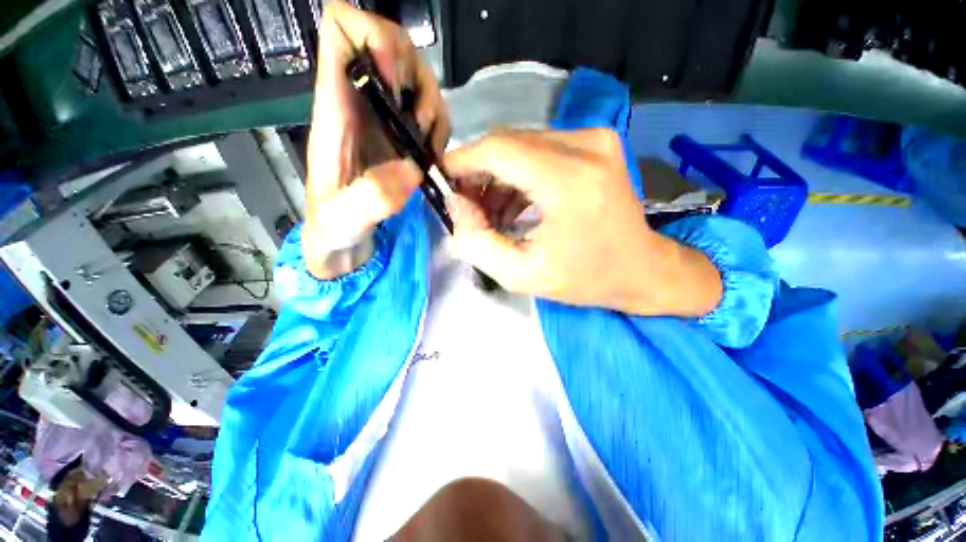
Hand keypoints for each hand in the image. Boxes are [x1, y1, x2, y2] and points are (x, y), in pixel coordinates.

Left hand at [304, 1, 449, 278]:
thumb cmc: (334, 228)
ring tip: (427, 147)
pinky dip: (439, 125)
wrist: (343, 242)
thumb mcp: (344, 220)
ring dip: (432, 105)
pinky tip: (432, 154)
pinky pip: (428, 110)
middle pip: (390, 43)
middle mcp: (360, 103)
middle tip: (420, 126)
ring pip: (415, 75)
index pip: (341, 31)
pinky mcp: (401, 138)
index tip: (395, 83)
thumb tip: (413, 169)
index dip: (374, 37)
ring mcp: (384, 119)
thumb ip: (371, 197)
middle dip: (414, 75)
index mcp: (335, 110)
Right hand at [442, 129, 722, 316]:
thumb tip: (456, 208)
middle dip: (478, 173)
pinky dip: (518, 175)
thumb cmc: (585, 279)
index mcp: (569, 180)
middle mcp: (585, 146)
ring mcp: (594, 139)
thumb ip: (478, 243)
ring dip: (497, 177)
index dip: (463, 162)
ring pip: (521, 145)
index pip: (498, 149)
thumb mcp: (523, 275)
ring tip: (488, 213)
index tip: (443, 183)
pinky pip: (540, 150)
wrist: (641, 269)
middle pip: (508, 143)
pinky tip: (511, 204)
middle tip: (465, 206)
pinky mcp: (595, 144)